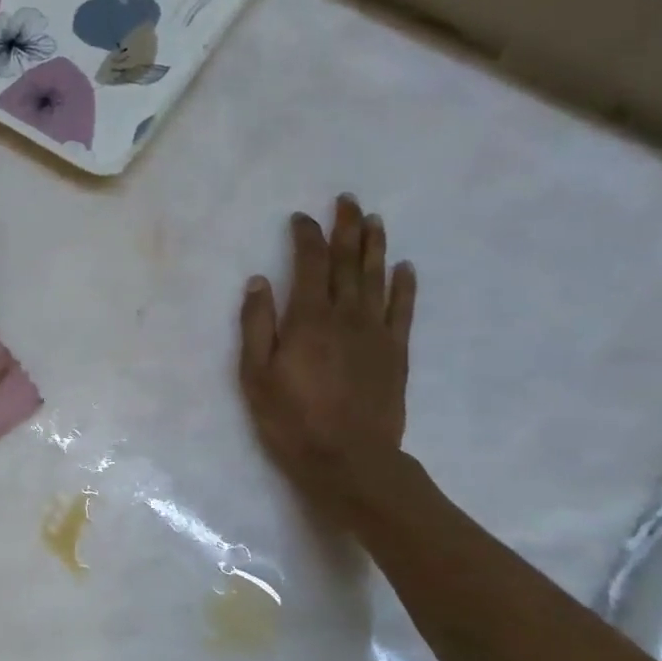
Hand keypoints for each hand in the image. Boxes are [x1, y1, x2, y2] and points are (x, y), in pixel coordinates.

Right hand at [238, 197, 416, 514]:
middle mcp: (345, 316)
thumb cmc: (292, 419)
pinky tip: (405, 268)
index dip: (306, 237)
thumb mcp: (256, 376)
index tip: (301, 218)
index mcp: (308, 319)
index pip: (310, 264)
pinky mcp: (395, 353)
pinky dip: (404, 286)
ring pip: (377, 279)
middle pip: (348, 263)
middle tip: (348, 201)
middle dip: (346, 229)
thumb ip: (257, 326)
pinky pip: (403, 311)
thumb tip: (259, 282)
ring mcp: (376, 333)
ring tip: (375, 221)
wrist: (349, 459)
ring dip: (375, 247)